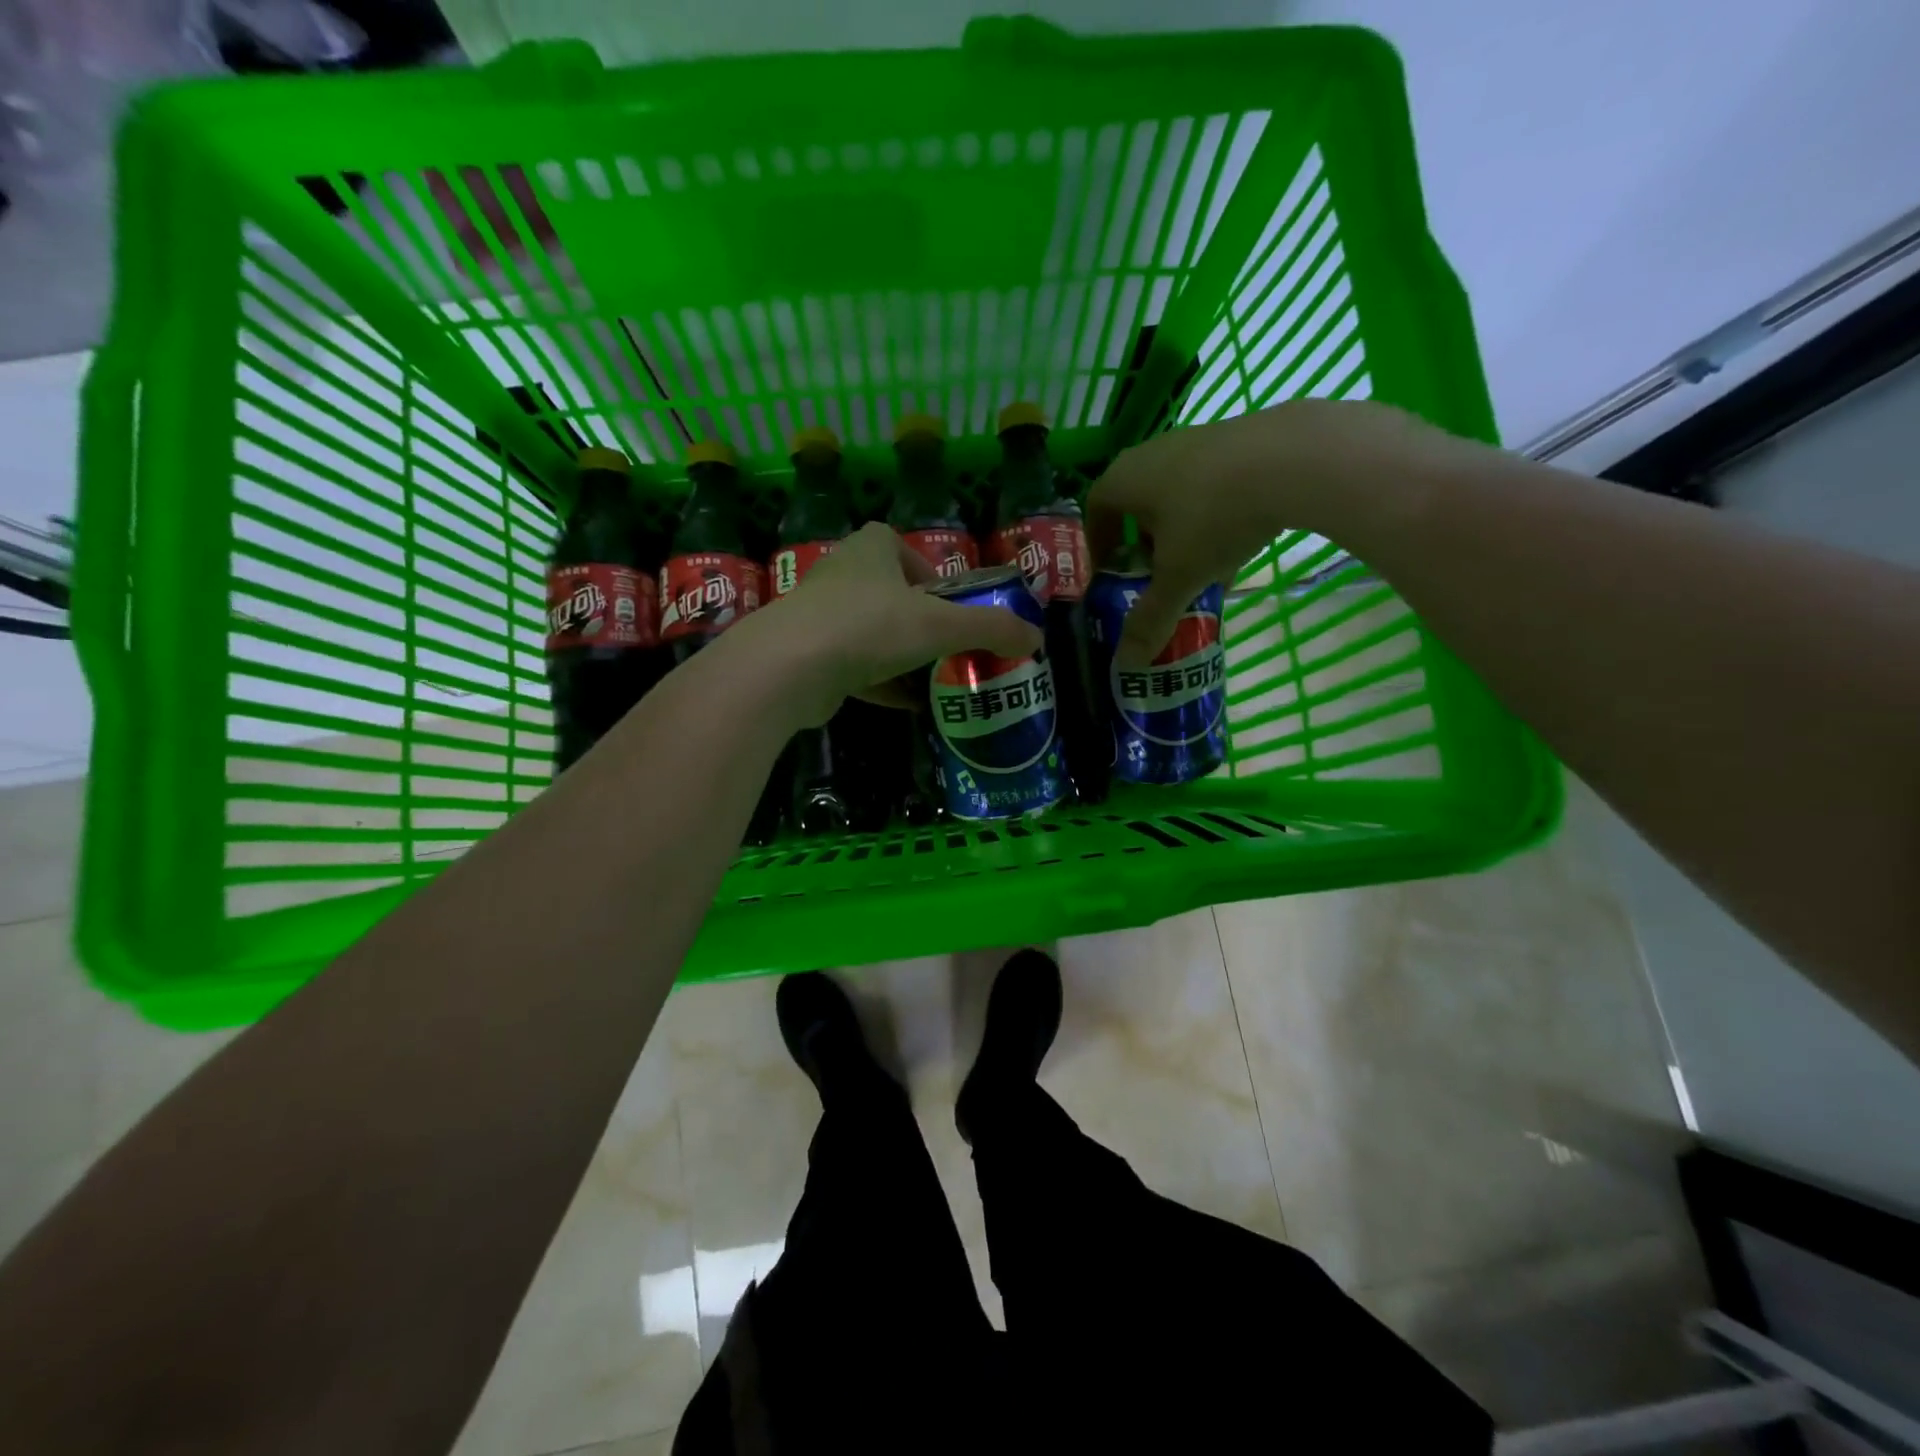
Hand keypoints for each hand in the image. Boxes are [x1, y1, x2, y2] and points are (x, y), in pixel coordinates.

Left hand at [742, 522, 1042, 724]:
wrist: (788, 669)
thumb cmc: (869, 627)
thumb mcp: (940, 625)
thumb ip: (990, 628)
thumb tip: (1036, 638)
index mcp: (870, 550)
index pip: (900, 546)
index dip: (928, 571)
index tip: (949, 603)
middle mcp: (841, 576)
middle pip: (889, 594)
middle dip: (919, 621)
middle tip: (949, 647)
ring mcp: (820, 618)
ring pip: (870, 634)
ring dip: (901, 656)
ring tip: (935, 680)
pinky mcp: (810, 658)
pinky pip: (854, 668)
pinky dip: (882, 685)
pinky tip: (909, 706)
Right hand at [1086, 399, 1480, 663]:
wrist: (1297, 457)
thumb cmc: (1215, 517)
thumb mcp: (1179, 577)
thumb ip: (1151, 620)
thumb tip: (1126, 664)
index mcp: (1124, 479)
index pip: (1095, 510)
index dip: (1098, 545)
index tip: (1111, 574)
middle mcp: (1152, 453)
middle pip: (1136, 503)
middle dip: (1142, 543)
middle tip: (1155, 577)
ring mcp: (1197, 439)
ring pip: (1177, 495)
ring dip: (1181, 533)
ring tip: (1200, 568)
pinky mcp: (1238, 437)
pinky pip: (1212, 484)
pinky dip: (1215, 515)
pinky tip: (1239, 545)